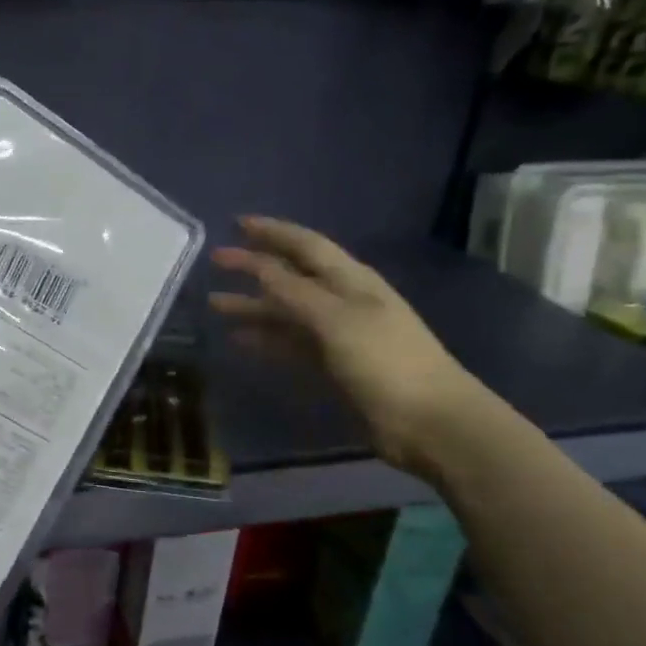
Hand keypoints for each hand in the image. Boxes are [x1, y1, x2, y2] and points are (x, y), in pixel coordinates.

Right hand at [210, 217, 485, 476]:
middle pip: (291, 276)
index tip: (237, 223)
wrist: (429, 422)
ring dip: (253, 306)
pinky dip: (265, 339)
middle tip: (216, 261)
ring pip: (286, 312)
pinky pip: (290, 344)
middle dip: (255, 266)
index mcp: (350, 280)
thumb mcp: (337, 319)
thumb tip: (259, 266)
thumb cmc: (386, 361)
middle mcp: (342, 301)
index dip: (272, 232)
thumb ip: (295, 292)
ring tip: (215, 304)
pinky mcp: (333, 366)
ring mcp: (337, 335)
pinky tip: (240, 340)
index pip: (305, 245)